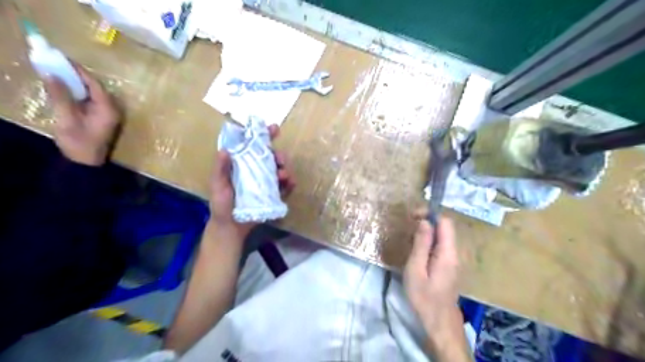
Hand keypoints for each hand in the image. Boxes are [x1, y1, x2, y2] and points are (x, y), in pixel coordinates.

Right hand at [45, 64, 121, 166]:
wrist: (86, 162)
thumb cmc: (79, 142)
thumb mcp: (67, 118)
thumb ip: (61, 96)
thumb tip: (52, 74)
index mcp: (108, 109)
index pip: (95, 84)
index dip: (79, 71)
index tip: (61, 58)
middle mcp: (112, 109)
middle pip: (95, 87)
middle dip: (76, 75)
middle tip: (55, 62)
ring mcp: (107, 114)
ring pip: (92, 93)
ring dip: (76, 83)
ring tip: (56, 71)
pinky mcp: (101, 118)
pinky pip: (90, 100)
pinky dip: (77, 92)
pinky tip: (63, 87)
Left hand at [210, 125, 293, 236]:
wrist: (231, 228)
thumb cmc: (221, 205)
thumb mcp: (218, 186)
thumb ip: (221, 169)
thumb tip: (225, 150)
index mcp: (242, 164)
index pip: (253, 146)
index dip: (264, 136)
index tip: (274, 129)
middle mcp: (255, 171)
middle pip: (271, 157)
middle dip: (279, 155)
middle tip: (281, 159)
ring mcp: (265, 183)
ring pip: (279, 170)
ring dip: (285, 169)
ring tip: (284, 175)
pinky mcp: (273, 194)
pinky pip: (284, 186)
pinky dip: (289, 183)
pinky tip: (291, 184)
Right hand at [402, 215, 463, 346]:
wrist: (438, 321)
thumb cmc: (424, 297)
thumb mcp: (416, 270)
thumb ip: (421, 245)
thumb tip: (424, 222)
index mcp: (448, 253)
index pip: (445, 222)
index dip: (430, 215)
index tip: (412, 217)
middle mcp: (455, 253)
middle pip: (445, 228)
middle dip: (426, 222)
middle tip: (408, 227)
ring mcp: (453, 260)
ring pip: (442, 236)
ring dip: (426, 232)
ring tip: (409, 240)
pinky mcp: (449, 265)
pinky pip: (440, 246)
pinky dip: (428, 242)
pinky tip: (417, 251)